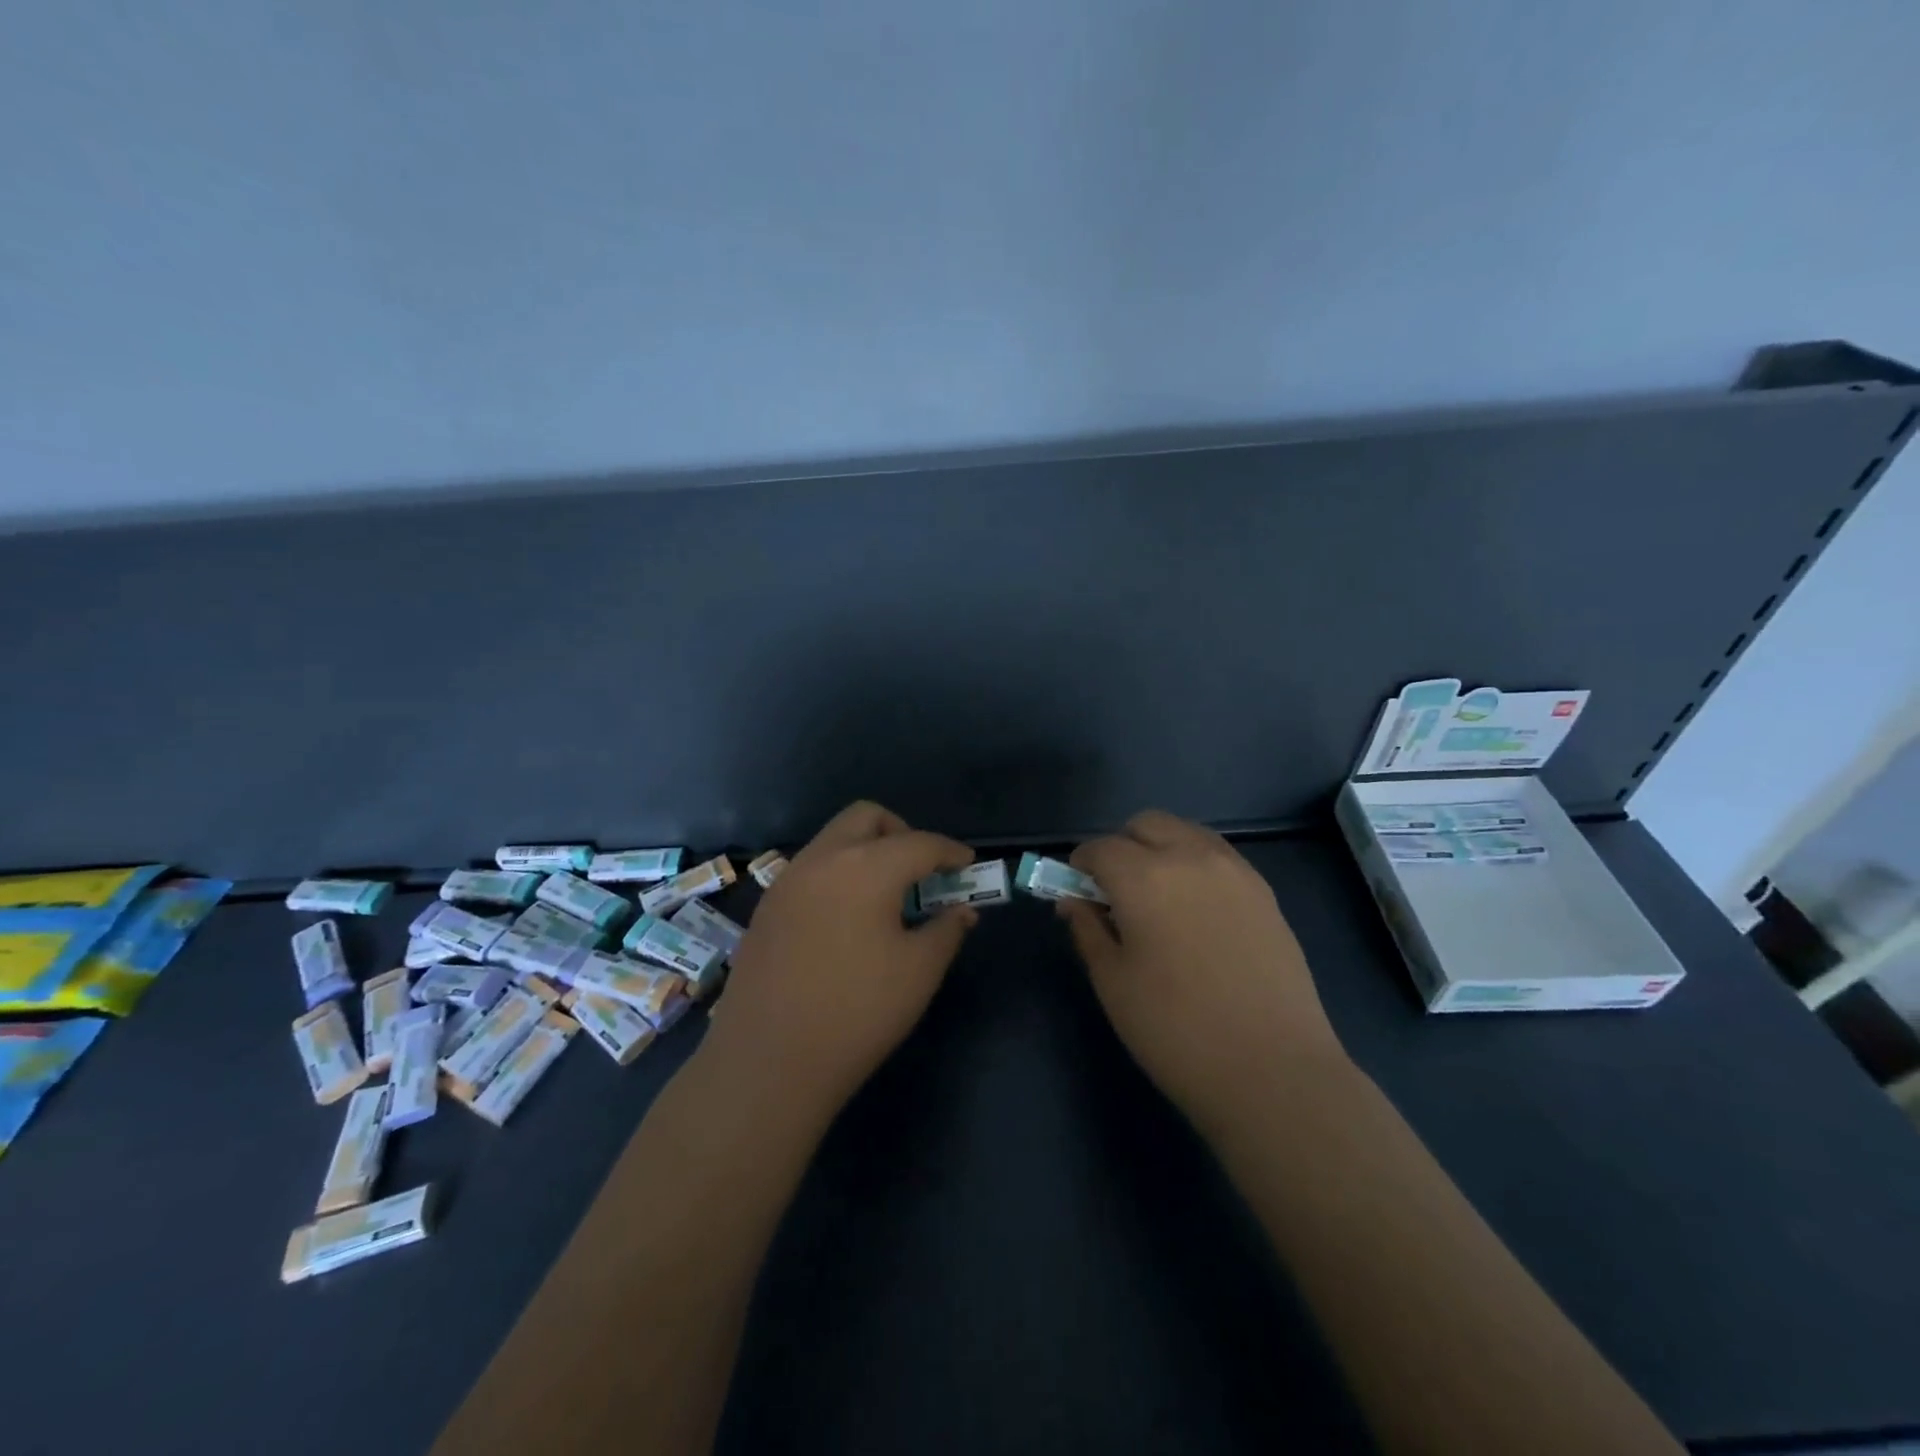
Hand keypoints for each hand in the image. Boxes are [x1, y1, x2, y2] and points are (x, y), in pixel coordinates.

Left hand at [701, 801, 977, 1116]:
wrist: (768, 1062)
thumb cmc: (857, 1013)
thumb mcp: (918, 972)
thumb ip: (946, 930)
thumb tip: (961, 911)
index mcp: (866, 867)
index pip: (920, 843)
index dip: (950, 851)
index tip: (967, 866)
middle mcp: (823, 859)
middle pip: (867, 818)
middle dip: (902, 833)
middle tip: (921, 872)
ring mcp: (788, 880)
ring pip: (834, 839)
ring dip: (866, 850)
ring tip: (886, 897)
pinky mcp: (767, 906)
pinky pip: (811, 868)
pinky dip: (839, 874)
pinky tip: (847, 919)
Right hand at [1060, 810, 1346, 1139]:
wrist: (1272, 1070)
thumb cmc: (1175, 1030)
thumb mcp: (1113, 982)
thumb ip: (1087, 928)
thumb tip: (1072, 900)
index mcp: (1144, 877)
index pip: (1099, 848)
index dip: (1079, 867)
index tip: (1076, 894)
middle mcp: (1189, 857)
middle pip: (1145, 824)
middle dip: (1122, 847)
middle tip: (1117, 894)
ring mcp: (1234, 870)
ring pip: (1185, 832)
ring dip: (1160, 849)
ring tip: (1158, 899)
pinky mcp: (1264, 891)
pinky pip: (1217, 855)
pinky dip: (1194, 864)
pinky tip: (1196, 911)